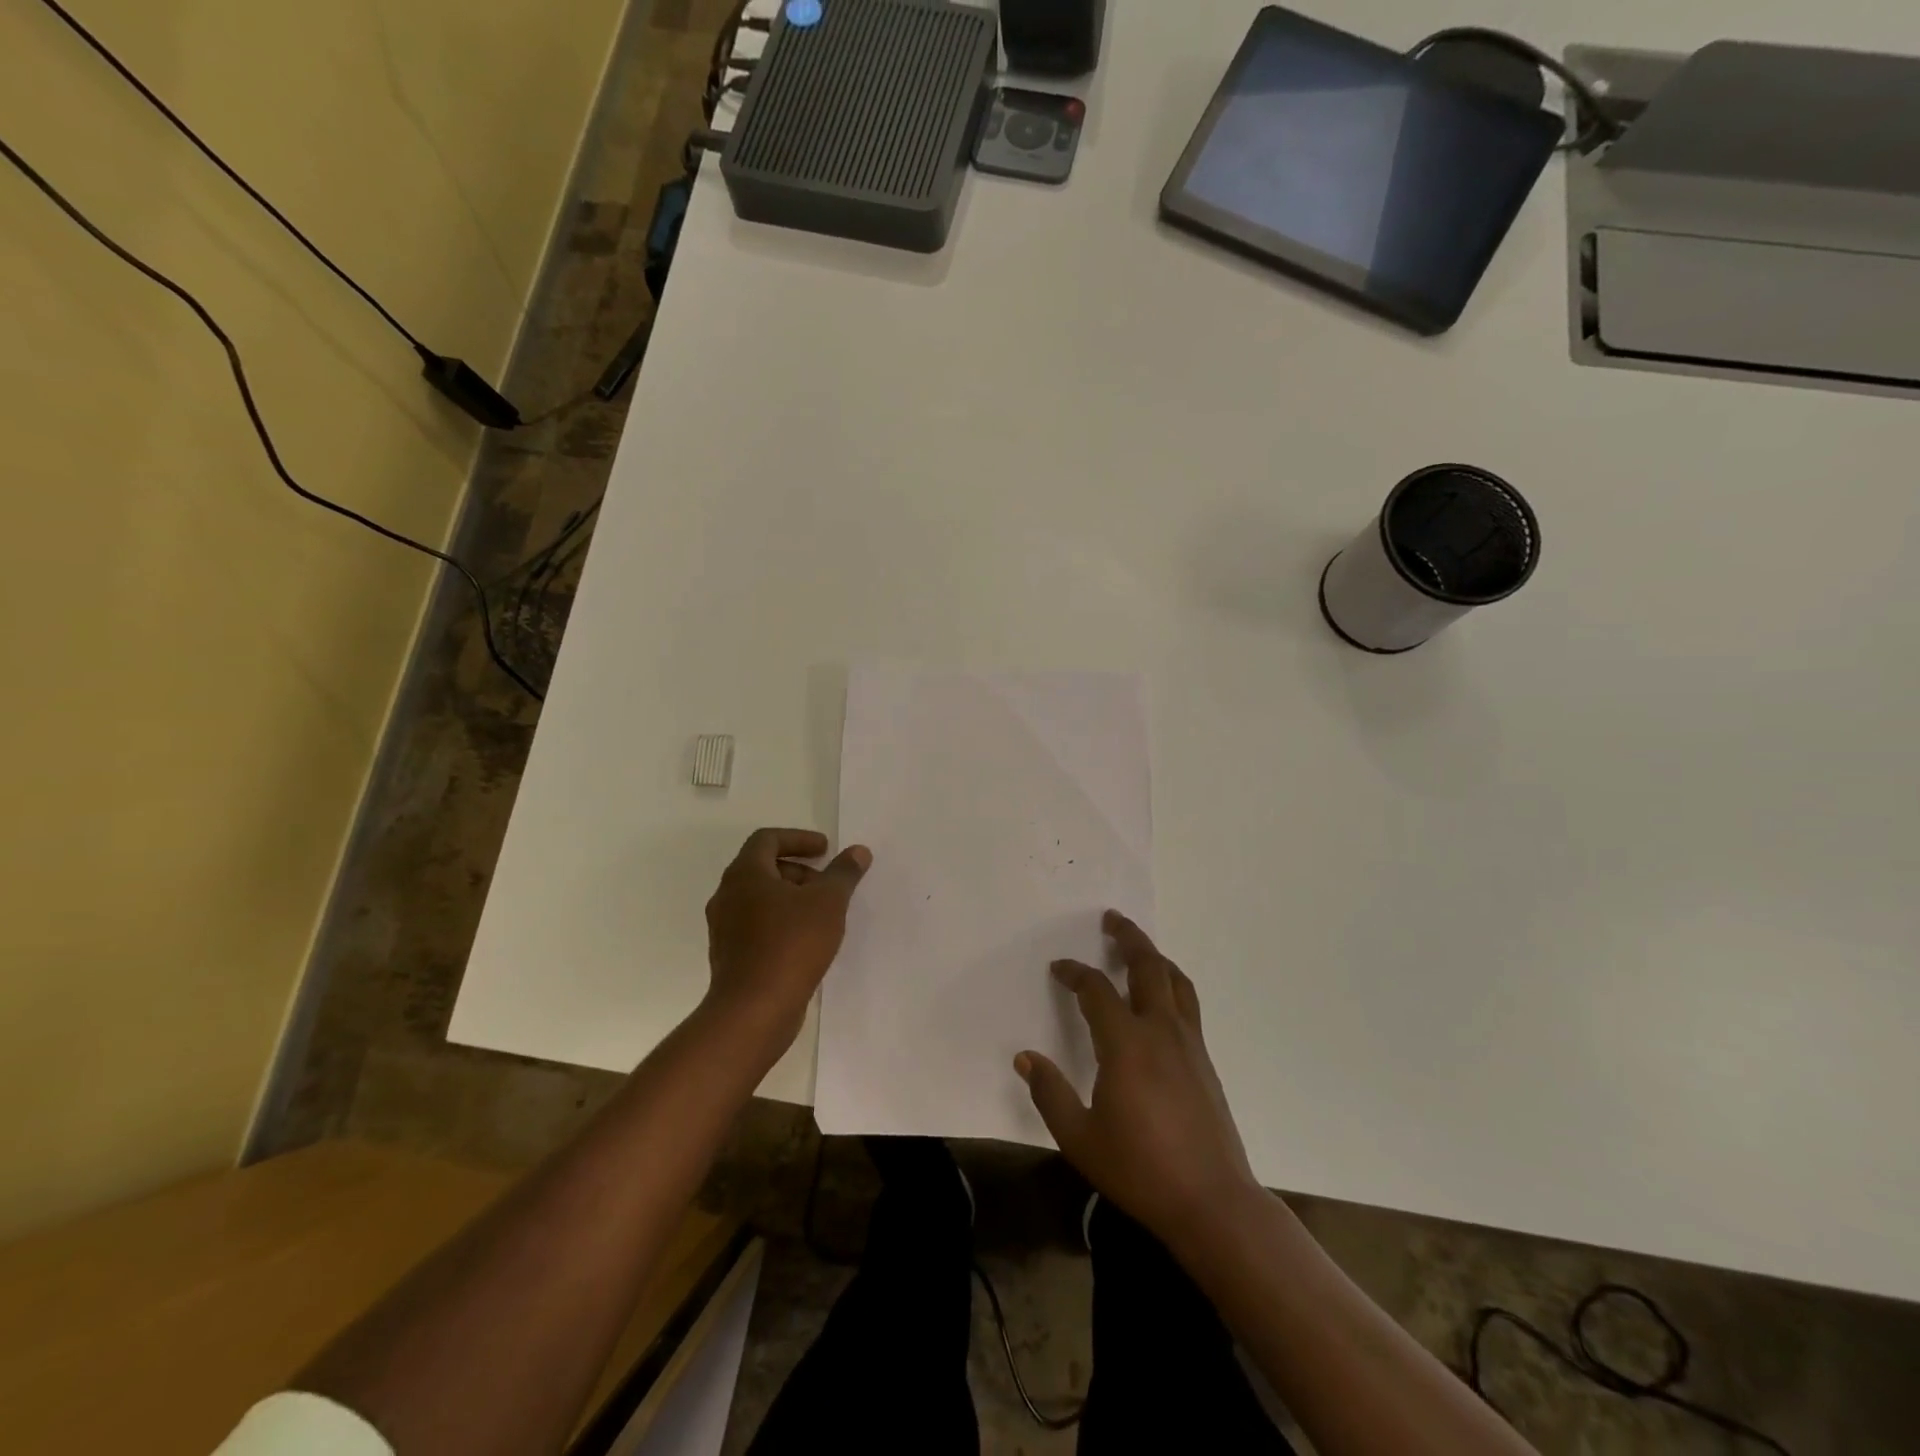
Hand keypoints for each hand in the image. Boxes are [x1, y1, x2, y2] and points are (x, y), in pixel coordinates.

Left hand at [703, 828, 870, 1051]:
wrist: (753, 1010)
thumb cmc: (791, 944)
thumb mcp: (828, 902)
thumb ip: (843, 873)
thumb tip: (858, 851)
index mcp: (745, 874)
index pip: (767, 839)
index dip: (798, 839)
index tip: (825, 850)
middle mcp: (727, 896)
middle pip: (762, 868)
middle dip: (799, 871)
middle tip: (827, 884)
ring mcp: (725, 928)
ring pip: (759, 899)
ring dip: (791, 898)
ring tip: (823, 914)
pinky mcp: (730, 956)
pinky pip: (757, 926)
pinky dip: (781, 922)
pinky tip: (807, 941)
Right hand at [1016, 911, 1262, 1250]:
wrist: (1212, 1201)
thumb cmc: (1140, 1169)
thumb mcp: (1080, 1138)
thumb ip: (1050, 1093)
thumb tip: (1025, 1057)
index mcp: (1126, 1044)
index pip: (1096, 990)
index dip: (1074, 973)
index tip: (1058, 968)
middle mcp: (1160, 1031)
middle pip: (1147, 966)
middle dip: (1128, 938)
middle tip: (1112, 918)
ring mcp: (1188, 1043)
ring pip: (1175, 980)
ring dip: (1155, 956)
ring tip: (1138, 947)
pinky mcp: (1205, 1059)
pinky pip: (1187, 1002)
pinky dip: (1171, 982)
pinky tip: (1161, 995)